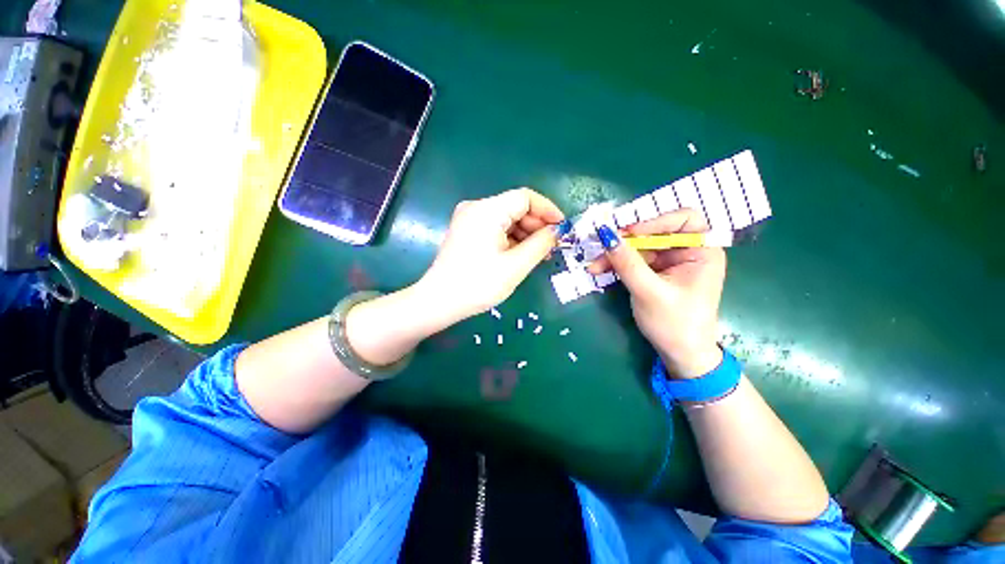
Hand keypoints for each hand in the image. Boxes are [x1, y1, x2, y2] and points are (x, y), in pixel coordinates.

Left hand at [417, 188, 566, 323]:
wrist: (440, 302)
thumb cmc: (478, 284)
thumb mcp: (515, 266)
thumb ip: (540, 244)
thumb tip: (556, 231)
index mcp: (487, 210)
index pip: (525, 197)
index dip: (548, 210)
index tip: (563, 228)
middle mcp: (476, 208)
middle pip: (515, 207)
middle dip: (537, 225)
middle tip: (553, 246)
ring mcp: (469, 220)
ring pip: (507, 219)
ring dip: (525, 234)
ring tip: (540, 254)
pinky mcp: (467, 232)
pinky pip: (496, 229)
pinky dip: (511, 239)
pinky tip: (522, 254)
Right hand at [589, 209, 725, 378]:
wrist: (679, 354)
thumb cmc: (674, 324)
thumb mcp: (648, 292)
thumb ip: (627, 263)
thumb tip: (606, 235)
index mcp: (702, 251)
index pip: (683, 219)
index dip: (655, 221)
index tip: (628, 232)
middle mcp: (687, 251)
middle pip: (654, 232)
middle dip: (626, 241)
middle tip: (602, 245)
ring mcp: (669, 262)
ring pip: (639, 247)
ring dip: (615, 255)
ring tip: (594, 266)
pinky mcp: (655, 272)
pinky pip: (633, 260)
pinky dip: (616, 264)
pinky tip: (599, 270)